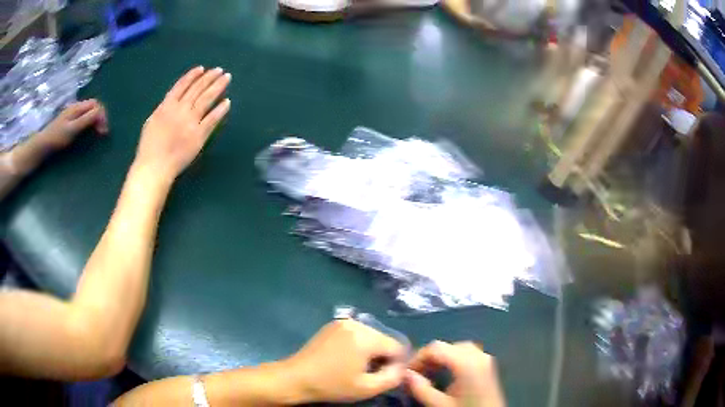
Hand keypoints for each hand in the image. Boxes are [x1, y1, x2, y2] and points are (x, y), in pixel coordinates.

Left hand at [36, 99, 107, 149]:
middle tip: (102, 133)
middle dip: (100, 117)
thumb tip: (101, 113)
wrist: (43, 145)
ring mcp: (72, 113)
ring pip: (89, 111)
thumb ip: (86, 119)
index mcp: (78, 107)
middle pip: (93, 106)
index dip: (102, 115)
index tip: (104, 131)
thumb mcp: (72, 129)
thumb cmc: (57, 138)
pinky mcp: (69, 121)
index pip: (96, 104)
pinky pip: (83, 117)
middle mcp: (76, 107)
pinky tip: (87, 131)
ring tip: (97, 132)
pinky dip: (89, 122)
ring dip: (95, 120)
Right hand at [134, 66, 230, 182]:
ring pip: (206, 99)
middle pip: (197, 89)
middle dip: (209, 77)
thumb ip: (164, 109)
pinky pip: (212, 119)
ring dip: (217, 86)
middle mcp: (179, 110)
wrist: (155, 167)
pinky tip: (227, 101)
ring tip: (226, 77)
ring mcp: (190, 122)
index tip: (202, 69)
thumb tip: (174, 100)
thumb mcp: (152, 122)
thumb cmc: (149, 147)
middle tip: (219, 70)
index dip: (192, 76)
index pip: (181, 86)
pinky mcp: (199, 135)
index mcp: (166, 106)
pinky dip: (220, 109)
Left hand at [285, 319, 406, 402]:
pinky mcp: (332, 325)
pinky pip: (356, 334)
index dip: (395, 364)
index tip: (381, 376)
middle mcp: (356, 323)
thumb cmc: (332, 385)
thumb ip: (392, 377)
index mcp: (366, 336)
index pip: (397, 346)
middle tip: (367, 374)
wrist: (296, 378)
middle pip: (383, 340)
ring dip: (370, 351)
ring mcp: (342, 322)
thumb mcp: (367, 388)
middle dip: (382, 356)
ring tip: (355, 367)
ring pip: (370, 336)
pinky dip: (358, 345)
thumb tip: (402, 368)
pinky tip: (345, 359)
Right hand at [406, 341, 504, 406]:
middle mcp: (478, 355)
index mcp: (466, 362)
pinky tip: (446, 374)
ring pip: (457, 349)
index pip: (435, 347)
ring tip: (429, 374)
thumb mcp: (440, 405)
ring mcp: (485, 359)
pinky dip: (453, 359)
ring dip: (441, 358)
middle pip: (447, 346)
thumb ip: (421, 389)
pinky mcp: (488, 365)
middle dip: (429, 358)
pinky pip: (468, 354)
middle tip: (416, 374)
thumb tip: (405, 374)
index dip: (417, 357)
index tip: (406, 372)